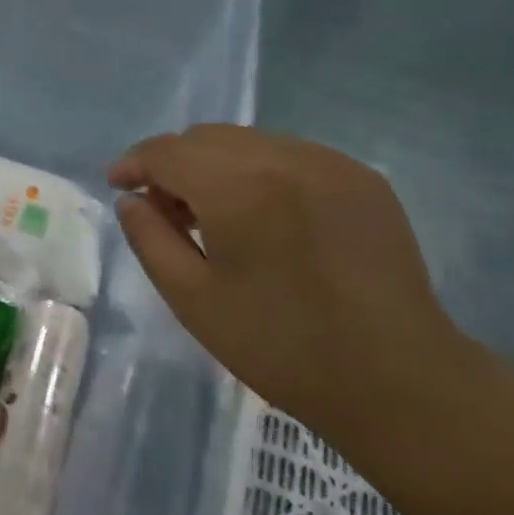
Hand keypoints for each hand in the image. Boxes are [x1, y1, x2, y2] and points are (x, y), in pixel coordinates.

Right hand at [109, 125, 463, 424]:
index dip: (136, 162)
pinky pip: (292, 157)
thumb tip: (131, 200)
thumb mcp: (193, 300)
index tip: (120, 185)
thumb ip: (151, 239)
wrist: (393, 376)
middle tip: (167, 212)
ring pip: (250, 142)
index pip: (169, 151)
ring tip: (218, 217)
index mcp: (238, 188)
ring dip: (218, 167)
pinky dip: (262, 174)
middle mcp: (285, 157)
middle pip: (208, 138)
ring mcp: (330, 162)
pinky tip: (268, 220)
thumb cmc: (280, 346)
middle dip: (175, 165)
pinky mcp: (362, 177)